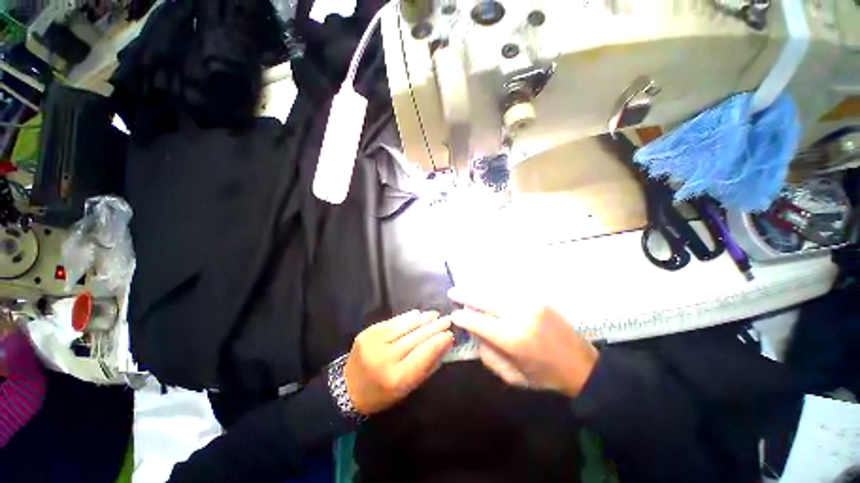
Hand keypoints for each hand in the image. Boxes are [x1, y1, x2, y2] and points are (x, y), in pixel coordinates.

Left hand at [345, 310, 453, 414]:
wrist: (347, 389)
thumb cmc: (381, 394)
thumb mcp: (407, 388)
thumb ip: (426, 366)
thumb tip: (443, 344)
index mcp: (396, 378)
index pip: (424, 354)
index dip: (439, 341)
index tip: (450, 334)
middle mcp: (385, 357)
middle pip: (416, 337)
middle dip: (434, 327)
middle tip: (448, 319)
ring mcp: (374, 341)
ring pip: (405, 326)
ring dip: (423, 319)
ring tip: (435, 314)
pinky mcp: (368, 332)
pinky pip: (393, 321)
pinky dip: (407, 317)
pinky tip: (418, 314)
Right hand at [448, 288, 598, 397]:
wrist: (582, 365)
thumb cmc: (544, 376)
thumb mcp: (512, 376)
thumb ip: (488, 354)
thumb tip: (473, 331)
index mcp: (513, 339)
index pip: (478, 321)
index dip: (463, 317)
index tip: (454, 315)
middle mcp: (520, 316)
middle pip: (485, 299)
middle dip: (466, 294)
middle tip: (452, 292)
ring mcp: (530, 303)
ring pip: (496, 290)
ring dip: (478, 289)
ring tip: (466, 289)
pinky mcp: (538, 299)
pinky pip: (509, 290)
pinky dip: (494, 289)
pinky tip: (486, 290)